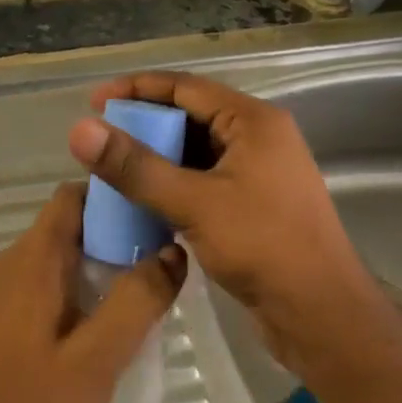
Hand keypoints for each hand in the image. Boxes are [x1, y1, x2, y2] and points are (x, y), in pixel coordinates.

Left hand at [0, 182, 186, 402]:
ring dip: (104, 260)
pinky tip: (114, 316)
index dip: (114, 196)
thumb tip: (174, 252)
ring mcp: (9, 288)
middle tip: (164, 255)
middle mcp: (15, 261)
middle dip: (118, 231)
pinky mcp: (11, 313)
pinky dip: (86, 282)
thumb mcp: (100, 354)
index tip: (156, 211)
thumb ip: (138, 299)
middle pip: (71, 223)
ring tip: (149, 285)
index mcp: (33, 258)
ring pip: (64, 252)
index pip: (73, 196)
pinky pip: (54, 278)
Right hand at [67, 72, 399, 374]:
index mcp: (254, 122)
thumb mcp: (193, 202)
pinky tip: (144, 202)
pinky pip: (204, 181)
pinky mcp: (254, 205)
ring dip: (157, 159)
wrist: (322, 314)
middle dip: (145, 126)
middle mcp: (259, 139)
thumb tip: (80, 130)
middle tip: (100, 140)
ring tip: (114, 170)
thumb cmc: (263, 247)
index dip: (137, 89)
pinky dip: (174, 185)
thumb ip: (135, 167)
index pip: (186, 88)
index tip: (95, 101)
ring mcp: (259, 174)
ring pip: (196, 153)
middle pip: (191, 117)